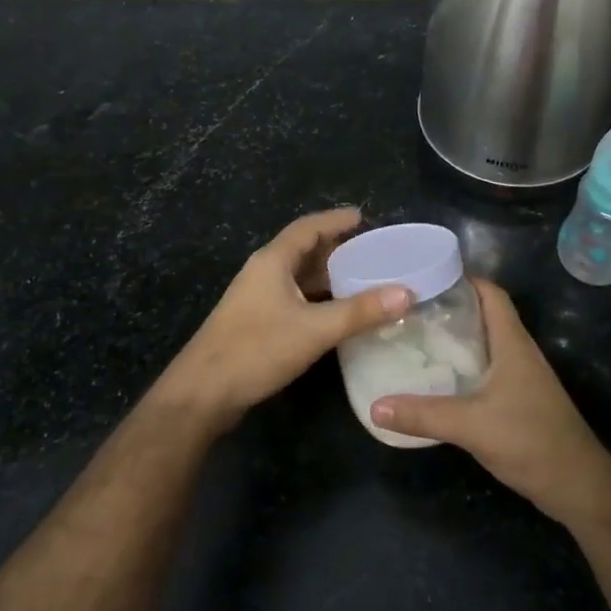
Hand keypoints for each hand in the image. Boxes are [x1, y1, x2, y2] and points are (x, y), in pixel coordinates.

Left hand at [159, 208, 411, 424]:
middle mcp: (263, 274)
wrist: (203, 393)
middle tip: (372, 251)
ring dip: (327, 276)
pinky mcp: (255, 324)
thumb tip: (407, 293)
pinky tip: (337, 314)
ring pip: (297, 278)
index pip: (307, 228)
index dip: (335, 220)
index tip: (363, 217)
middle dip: (336, 249)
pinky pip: (294, 300)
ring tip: (363, 279)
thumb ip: (360, 311)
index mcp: (272, 262)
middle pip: (303, 251)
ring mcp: (256, 300)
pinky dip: (318, 299)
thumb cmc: (256, 350)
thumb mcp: (314, 329)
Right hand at [370, 280, 610, 527]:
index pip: (491, 294)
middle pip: (485, 316)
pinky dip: (462, 367)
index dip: (464, 278)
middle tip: (409, 309)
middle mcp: (518, 353)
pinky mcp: (519, 400)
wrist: (577, 485)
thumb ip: (423, 415)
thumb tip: (374, 407)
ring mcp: (521, 378)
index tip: (426, 276)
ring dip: (456, 339)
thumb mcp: (471, 425)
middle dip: (450, 308)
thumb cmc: (531, 440)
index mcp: (512, 343)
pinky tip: (438, 379)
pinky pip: (486, 371)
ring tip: (415, 338)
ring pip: (485, 345)